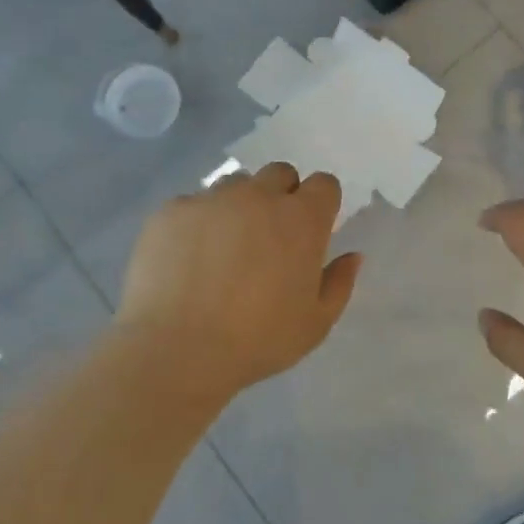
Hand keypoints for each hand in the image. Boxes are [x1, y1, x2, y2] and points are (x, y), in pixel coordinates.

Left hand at [115, 163, 362, 401]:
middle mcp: (259, 196)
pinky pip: (193, 204)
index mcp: (302, 219)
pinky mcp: (172, 210)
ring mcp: (212, 199)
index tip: (313, 230)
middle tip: (270, 237)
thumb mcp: (315, 323)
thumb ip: (339, 283)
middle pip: (279, 174)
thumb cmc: (258, 340)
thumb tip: (352, 255)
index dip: (321, 203)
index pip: (324, 184)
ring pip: (235, 185)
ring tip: (225, 248)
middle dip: (281, 196)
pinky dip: (197, 223)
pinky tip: (188, 259)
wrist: (177, 349)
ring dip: (240, 205)